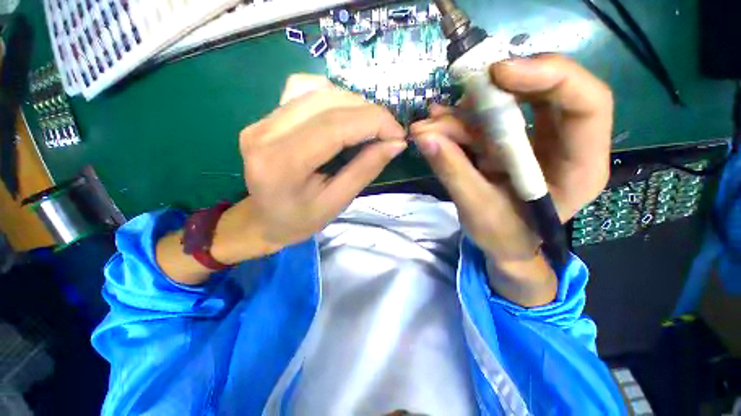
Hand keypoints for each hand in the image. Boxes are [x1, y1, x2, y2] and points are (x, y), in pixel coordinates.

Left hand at [157, 75, 405, 284]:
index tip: (398, 135)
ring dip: (354, 104)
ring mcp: (262, 120)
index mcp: (282, 163)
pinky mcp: (266, 116)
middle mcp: (266, 133)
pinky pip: (303, 90)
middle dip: (369, 112)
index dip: (374, 122)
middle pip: (328, 102)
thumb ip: (365, 169)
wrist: (263, 219)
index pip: (335, 126)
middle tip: (389, 132)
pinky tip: (342, 115)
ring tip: (370, 126)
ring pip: (318, 91)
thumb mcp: (337, 203)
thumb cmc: (300, 220)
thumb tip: (396, 143)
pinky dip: (332, 97)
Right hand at [411, 54, 612, 305]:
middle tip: (458, 90)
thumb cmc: (504, 237)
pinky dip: (458, 123)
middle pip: (546, 91)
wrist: (505, 246)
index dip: (548, 76)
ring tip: (429, 126)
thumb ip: (453, 172)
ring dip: (464, 112)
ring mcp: (536, 139)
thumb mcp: (478, 210)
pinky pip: (486, 122)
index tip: (497, 74)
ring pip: (507, 105)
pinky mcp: (510, 142)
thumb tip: (424, 137)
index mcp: (579, 166)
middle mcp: (565, 143)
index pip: (587, 102)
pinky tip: (435, 126)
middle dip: (499, 87)